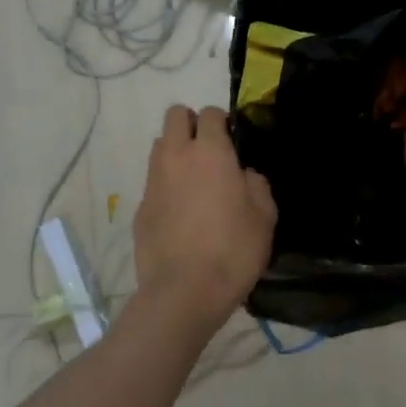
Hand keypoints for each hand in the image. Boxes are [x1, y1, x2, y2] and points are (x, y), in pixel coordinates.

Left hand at [131, 105, 276, 337]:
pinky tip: (181, 212)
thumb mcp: (265, 217)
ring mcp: (154, 181)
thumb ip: (257, 185)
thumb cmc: (233, 251)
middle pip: (175, 116)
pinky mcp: (140, 207)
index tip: (233, 141)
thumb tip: (244, 175)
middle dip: (191, 124)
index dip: (222, 122)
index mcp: (211, 153)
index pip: (210, 113)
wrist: (183, 293)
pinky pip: (154, 181)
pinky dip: (166, 184)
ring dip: (176, 151)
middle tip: (210, 151)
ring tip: (194, 179)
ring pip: (160, 145)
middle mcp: (177, 157)